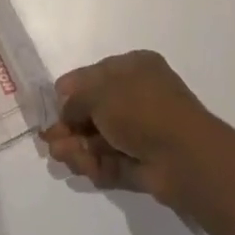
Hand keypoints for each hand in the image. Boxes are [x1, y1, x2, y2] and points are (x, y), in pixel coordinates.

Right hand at [41, 50, 227, 210]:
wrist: (185, 157)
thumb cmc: (141, 110)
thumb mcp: (99, 92)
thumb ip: (75, 99)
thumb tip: (65, 110)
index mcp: (134, 68)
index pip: (93, 75)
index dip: (70, 92)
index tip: (49, 108)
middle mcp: (139, 96)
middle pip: (94, 110)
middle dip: (69, 125)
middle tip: (49, 140)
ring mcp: (142, 132)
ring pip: (100, 138)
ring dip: (77, 146)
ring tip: (60, 156)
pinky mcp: (143, 163)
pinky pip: (111, 161)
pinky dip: (93, 164)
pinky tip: (79, 166)